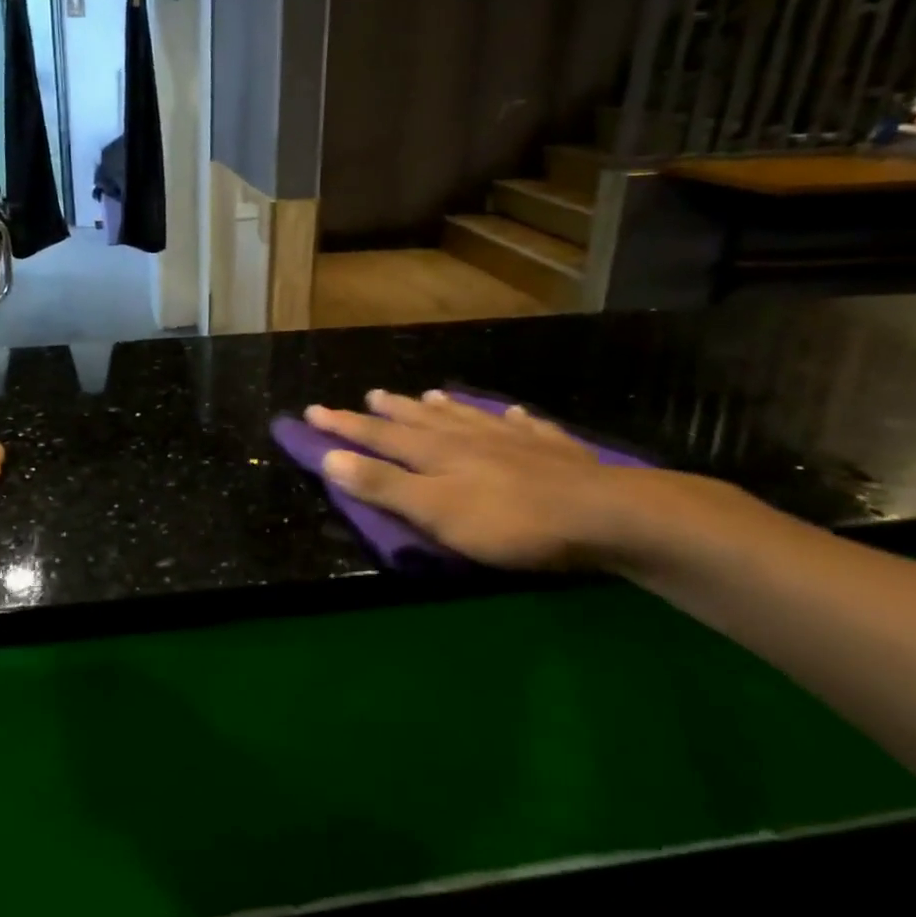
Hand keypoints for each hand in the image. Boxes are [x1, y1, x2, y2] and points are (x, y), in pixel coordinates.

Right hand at [305, 389, 664, 571]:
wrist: (603, 515)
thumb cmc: (510, 521)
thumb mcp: (436, 511)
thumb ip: (384, 486)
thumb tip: (329, 457)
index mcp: (435, 453)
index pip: (378, 436)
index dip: (343, 425)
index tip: (312, 411)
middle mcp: (468, 437)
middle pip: (421, 420)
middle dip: (390, 411)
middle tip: (370, 396)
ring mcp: (512, 440)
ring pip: (467, 417)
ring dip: (443, 407)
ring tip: (429, 395)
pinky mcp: (552, 451)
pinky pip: (525, 427)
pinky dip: (512, 419)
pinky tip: (514, 414)